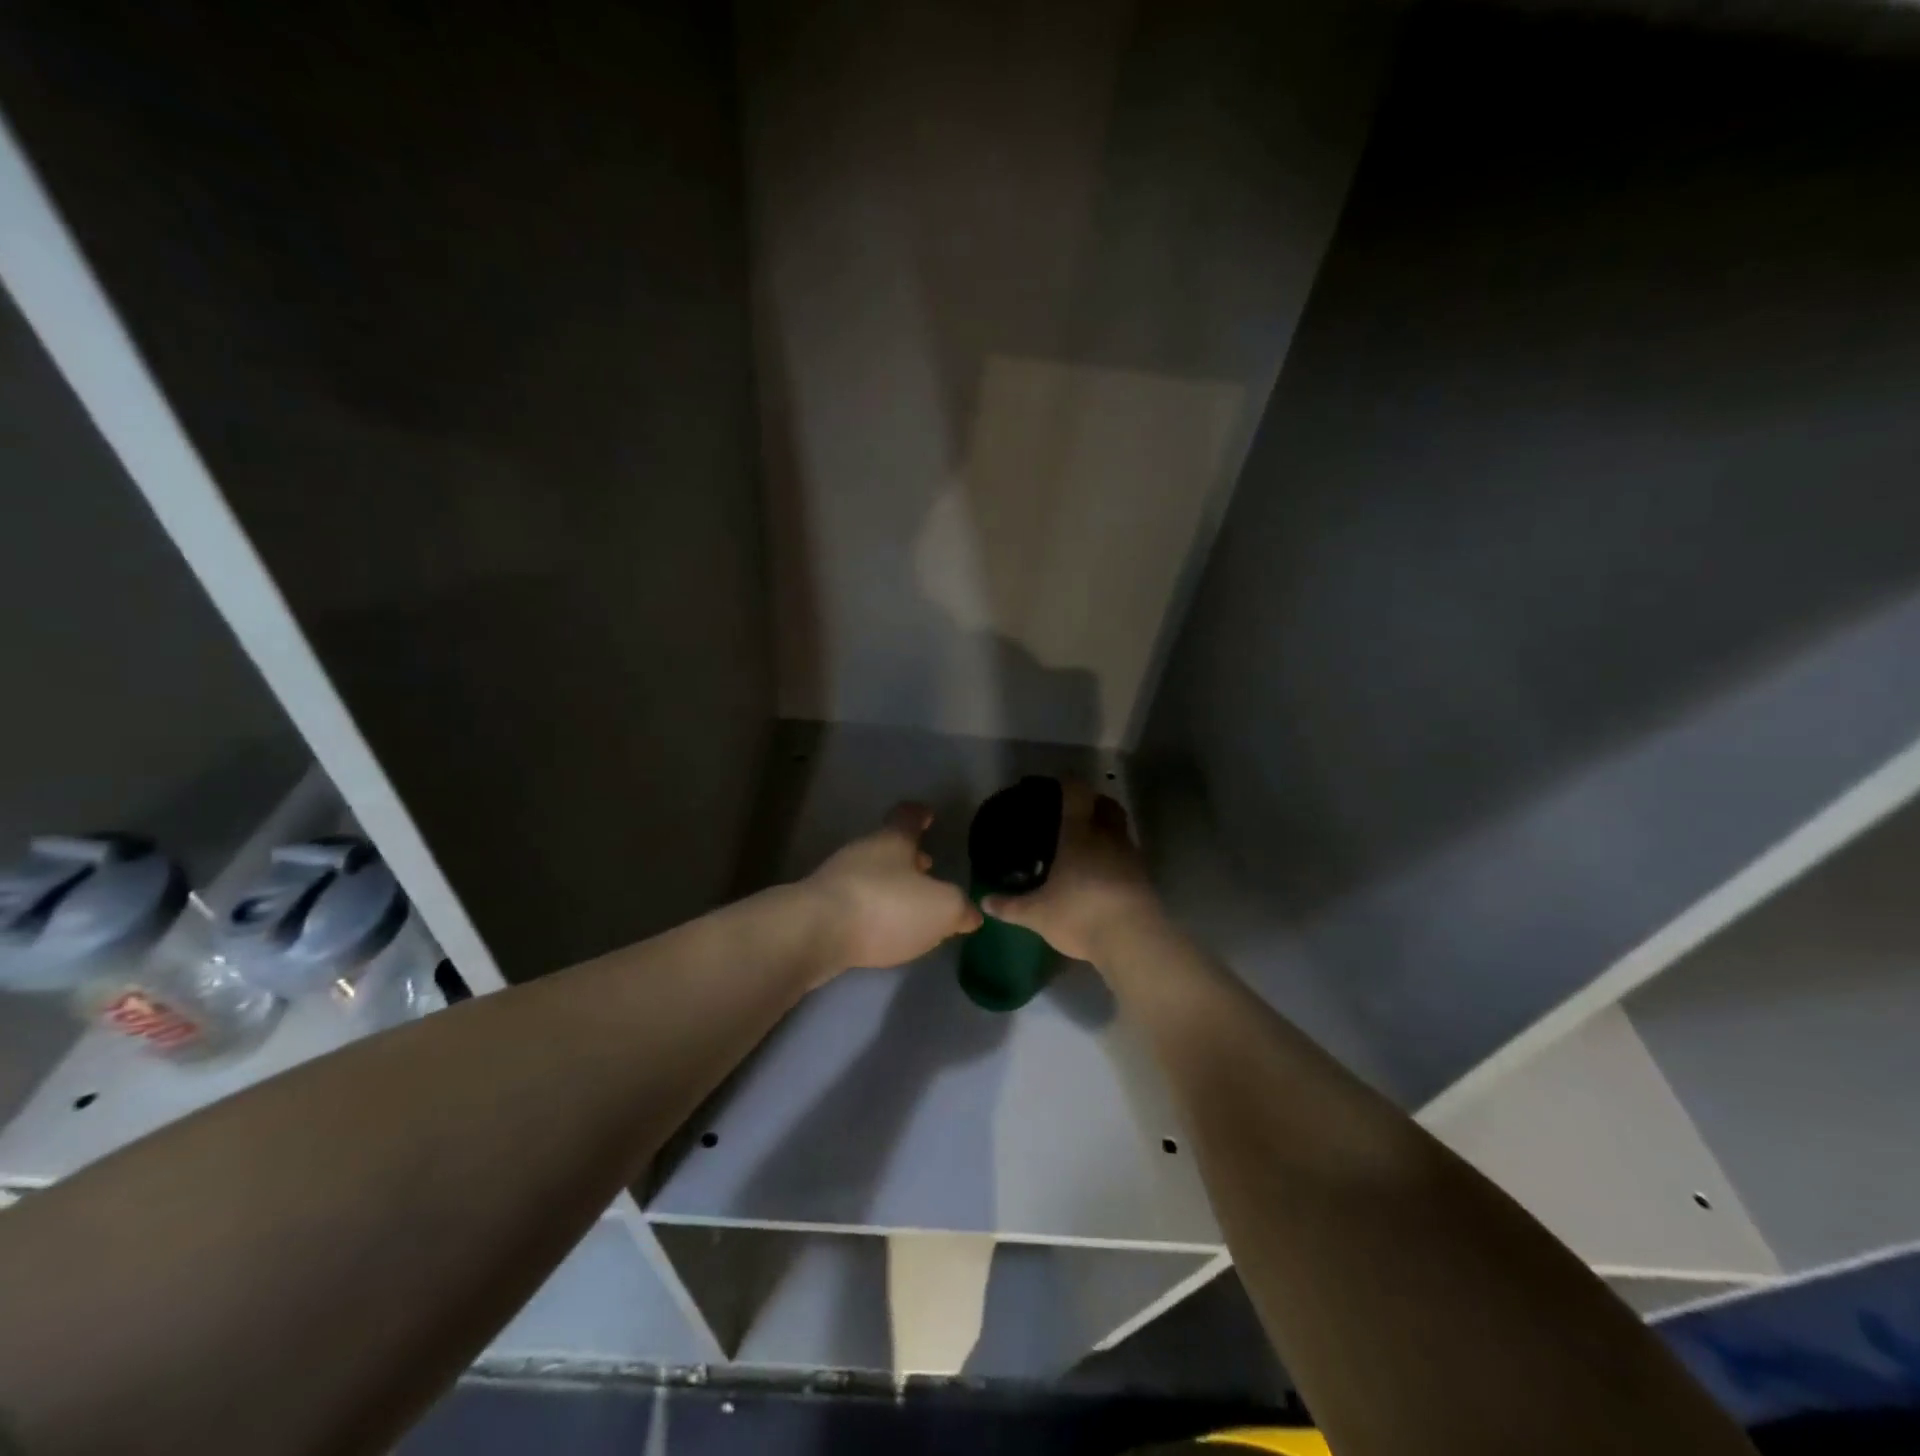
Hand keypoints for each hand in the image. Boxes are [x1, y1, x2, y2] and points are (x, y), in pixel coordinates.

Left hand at [805, 802, 981, 975]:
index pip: (907, 816)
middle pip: (887, 847)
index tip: (929, 814)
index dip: (920, 814)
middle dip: (908, 857)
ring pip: (870, 874)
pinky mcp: (820, 909)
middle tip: (928, 867)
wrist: (815, 933)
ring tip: (909, 906)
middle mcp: (862, 852)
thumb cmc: (886, 907)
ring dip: (889, 885)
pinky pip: (855, 902)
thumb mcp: (942, 908)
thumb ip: (960, 909)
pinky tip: (881, 930)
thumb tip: (970, 914)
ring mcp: (836, 879)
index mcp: (892, 841)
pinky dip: (872, 910)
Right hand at [981, 780, 1161, 964]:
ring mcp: (1131, 856)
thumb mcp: (1037, 914)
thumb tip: (985, 902)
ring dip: (1108, 830)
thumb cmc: (1079, 914)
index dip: (1069, 783)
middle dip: (1094, 802)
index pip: (1077, 794)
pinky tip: (1103, 873)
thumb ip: (1011, 906)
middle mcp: (1108, 837)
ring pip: (1121, 830)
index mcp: (1079, 834)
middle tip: (1076, 811)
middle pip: (1107, 806)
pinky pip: (1129, 856)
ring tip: (1088, 845)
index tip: (1058, 783)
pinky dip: (1117, 857)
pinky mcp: (1145, 878)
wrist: (1132, 941)